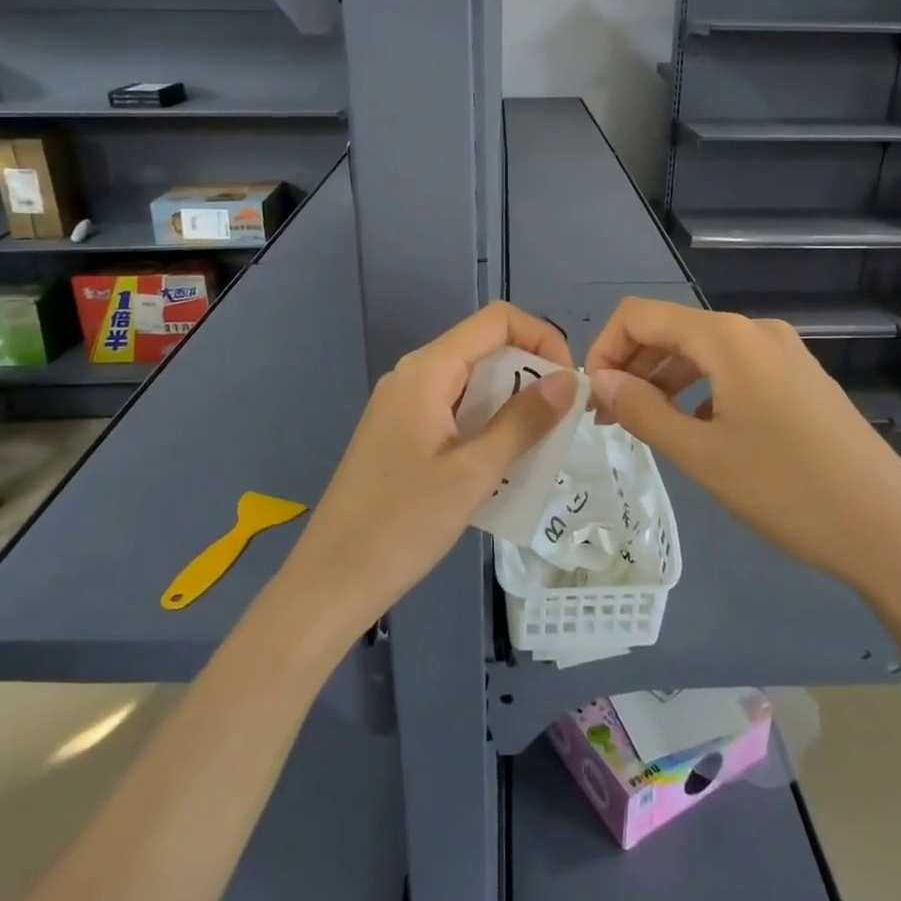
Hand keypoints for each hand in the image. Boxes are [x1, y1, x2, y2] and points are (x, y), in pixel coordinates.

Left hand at [283, 301, 577, 632]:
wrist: (331, 580)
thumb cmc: (404, 524)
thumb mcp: (475, 472)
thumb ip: (524, 421)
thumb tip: (568, 379)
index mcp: (428, 371)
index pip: (497, 321)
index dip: (542, 338)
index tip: (567, 384)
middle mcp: (413, 375)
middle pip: (484, 349)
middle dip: (529, 377)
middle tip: (558, 425)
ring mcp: (402, 405)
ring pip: (471, 384)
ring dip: (510, 406)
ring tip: (535, 451)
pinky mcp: (398, 433)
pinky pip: (453, 411)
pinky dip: (484, 426)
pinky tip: (499, 467)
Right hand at [584, 299, 900, 605]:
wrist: (891, 530)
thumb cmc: (787, 491)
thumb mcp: (702, 455)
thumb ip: (643, 411)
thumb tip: (599, 381)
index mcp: (727, 338)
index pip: (641, 316)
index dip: (605, 348)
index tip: (592, 398)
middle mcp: (755, 331)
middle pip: (672, 331)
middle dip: (632, 367)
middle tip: (609, 419)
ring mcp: (784, 353)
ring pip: (703, 353)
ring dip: (664, 381)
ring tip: (644, 426)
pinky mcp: (801, 379)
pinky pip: (735, 370)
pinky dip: (701, 390)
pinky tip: (696, 430)